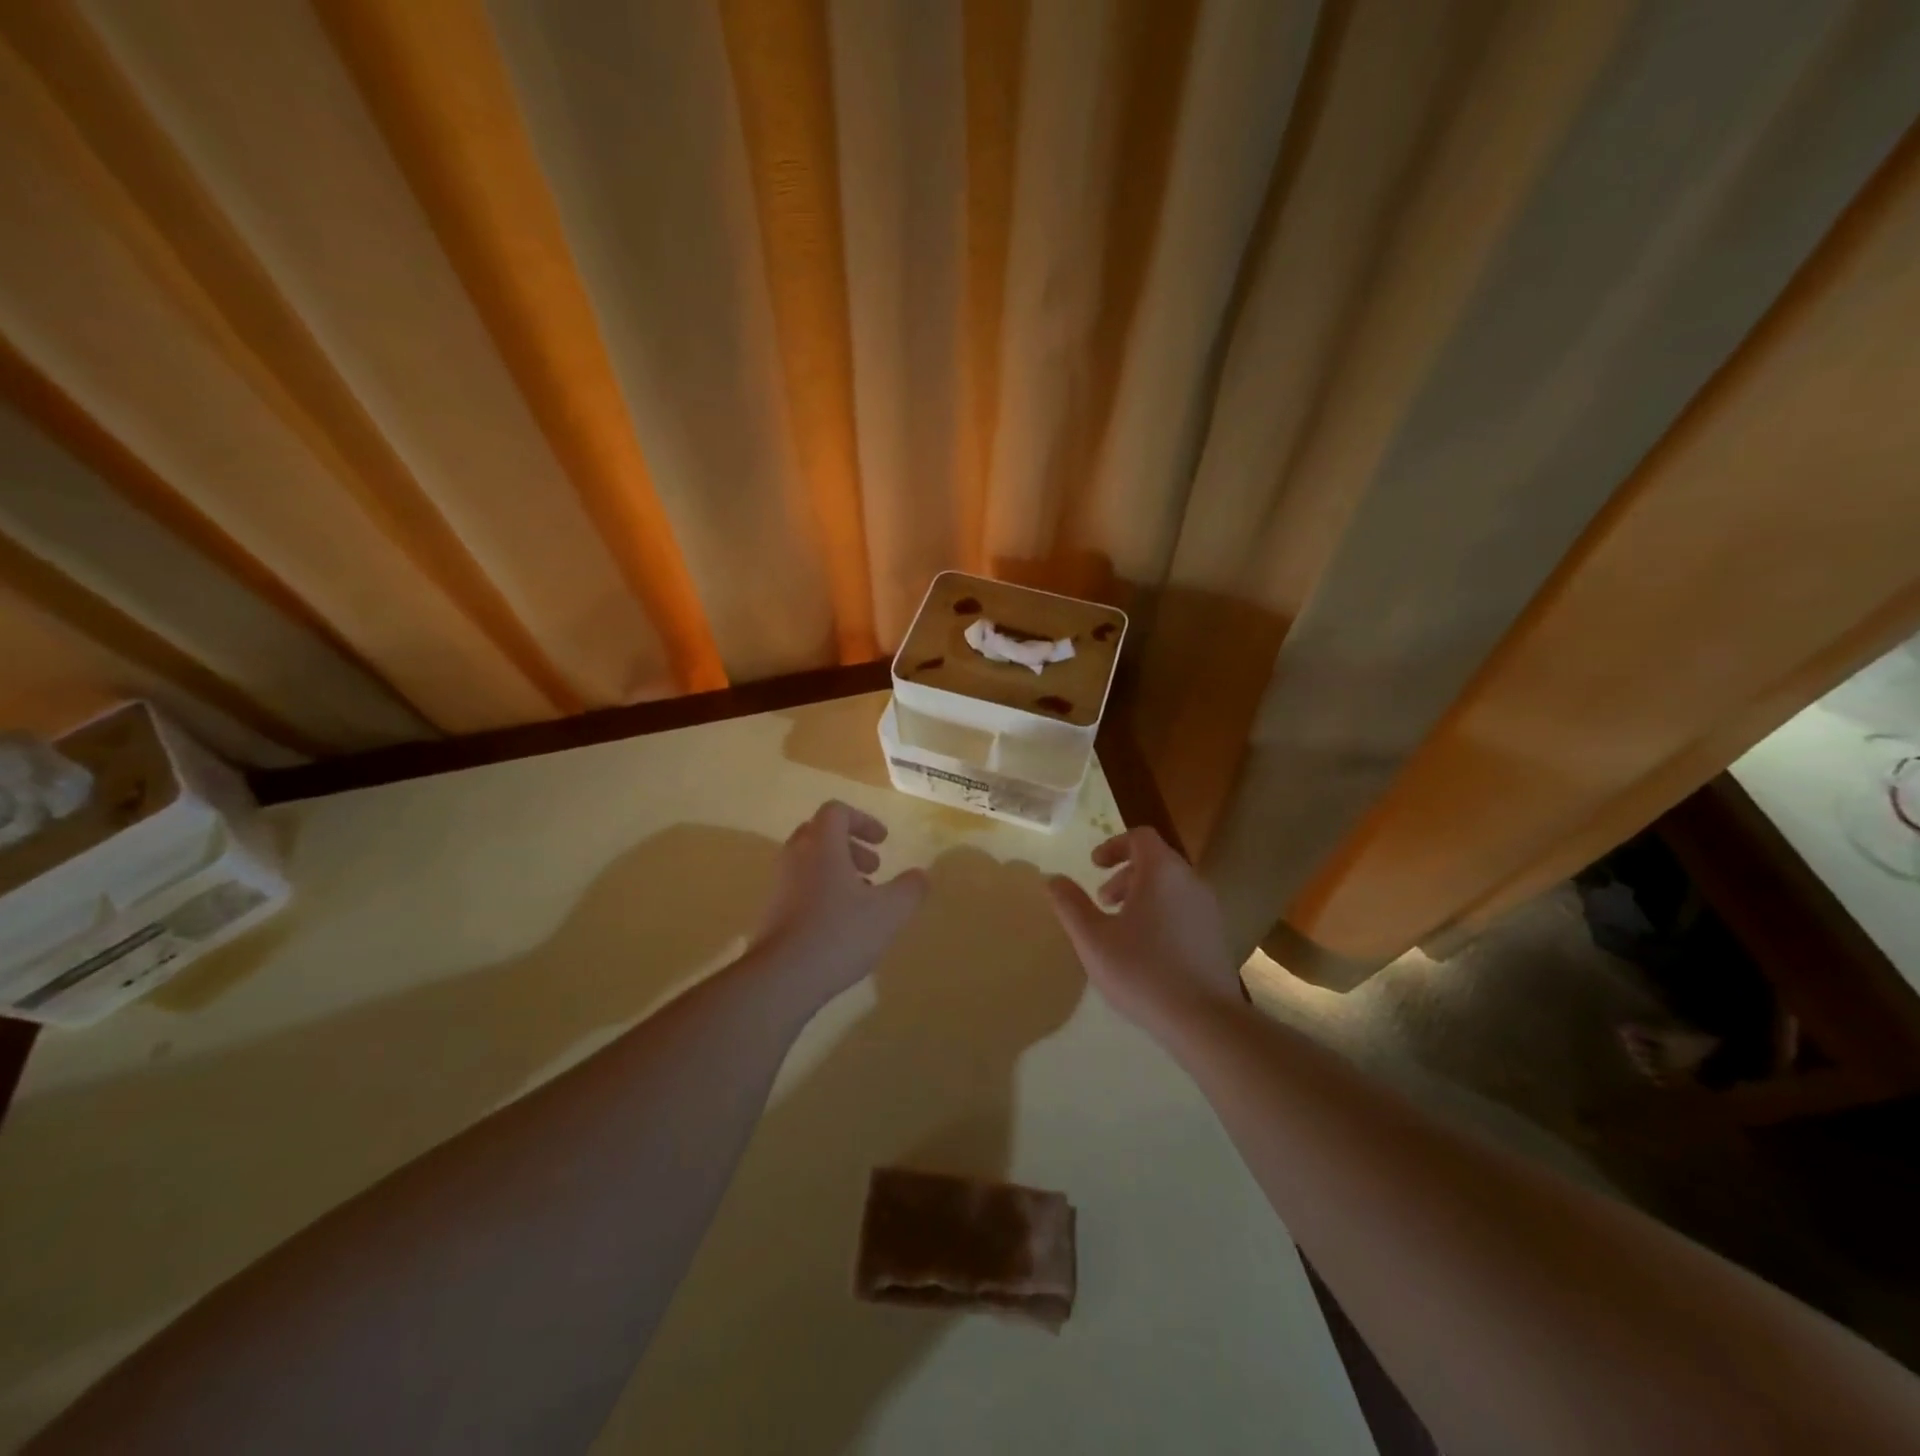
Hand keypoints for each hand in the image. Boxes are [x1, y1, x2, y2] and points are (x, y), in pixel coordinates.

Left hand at [752, 800, 928, 1006]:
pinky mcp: (772, 912)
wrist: (783, 977)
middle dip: (850, 846)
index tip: (883, 842)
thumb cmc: (840, 933)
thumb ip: (910, 888)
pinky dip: (822, 892)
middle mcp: (796, 857)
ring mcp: (779, 885)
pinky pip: (799, 887)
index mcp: (822, 845)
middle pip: (820, 833)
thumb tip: (921, 875)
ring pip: (809, 862)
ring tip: (862, 900)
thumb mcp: (889, 911)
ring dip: (837, 871)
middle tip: (873, 868)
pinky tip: (841, 925)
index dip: (863, 821)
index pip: (837, 812)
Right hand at [1046, 827, 1242, 1033]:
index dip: (1113, 845)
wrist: (1204, 1019)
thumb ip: (1069, 904)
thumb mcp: (1092, 938)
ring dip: (1142, 895)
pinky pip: (1184, 909)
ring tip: (1121, 927)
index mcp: (1161, 872)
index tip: (1094, 866)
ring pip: (1171, 886)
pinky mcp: (1216, 935)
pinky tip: (1146, 950)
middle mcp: (1190, 881)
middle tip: (1102, 901)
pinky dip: (1161, 913)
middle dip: (1124, 874)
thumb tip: (1052, 878)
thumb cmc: (1142, 970)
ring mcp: (1208, 908)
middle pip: (1156, 860)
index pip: (1140, 837)